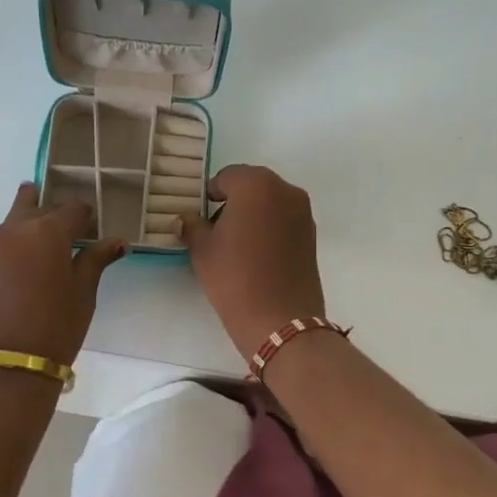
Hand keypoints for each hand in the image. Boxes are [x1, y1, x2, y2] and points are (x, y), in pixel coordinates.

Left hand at [0, 185, 126, 365]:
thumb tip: (116, 241)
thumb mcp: (83, 295)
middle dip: (52, 214)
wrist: (3, 369)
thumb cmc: (54, 330)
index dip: (86, 218)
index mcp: (46, 232)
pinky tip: (18, 273)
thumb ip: (95, 260)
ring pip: (11, 224)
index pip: (72, 209)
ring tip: (40, 252)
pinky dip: (9, 249)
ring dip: (27, 229)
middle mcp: (12, 229)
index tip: (91, 231)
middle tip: (65, 232)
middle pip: (35, 206)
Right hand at [179, 164, 325, 358]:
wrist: (279, 319)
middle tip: (215, 230)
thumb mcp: (202, 249)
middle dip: (233, 203)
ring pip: (270, 203)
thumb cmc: (234, 276)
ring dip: (252, 215)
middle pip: (252, 186)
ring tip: (235, 246)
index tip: (199, 217)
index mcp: (256, 184)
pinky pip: (284, 221)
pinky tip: (256, 256)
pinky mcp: (312, 236)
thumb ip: (192, 226)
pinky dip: (269, 229)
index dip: (209, 195)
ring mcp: (303, 213)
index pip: (226, 177)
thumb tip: (185, 219)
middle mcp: (285, 190)